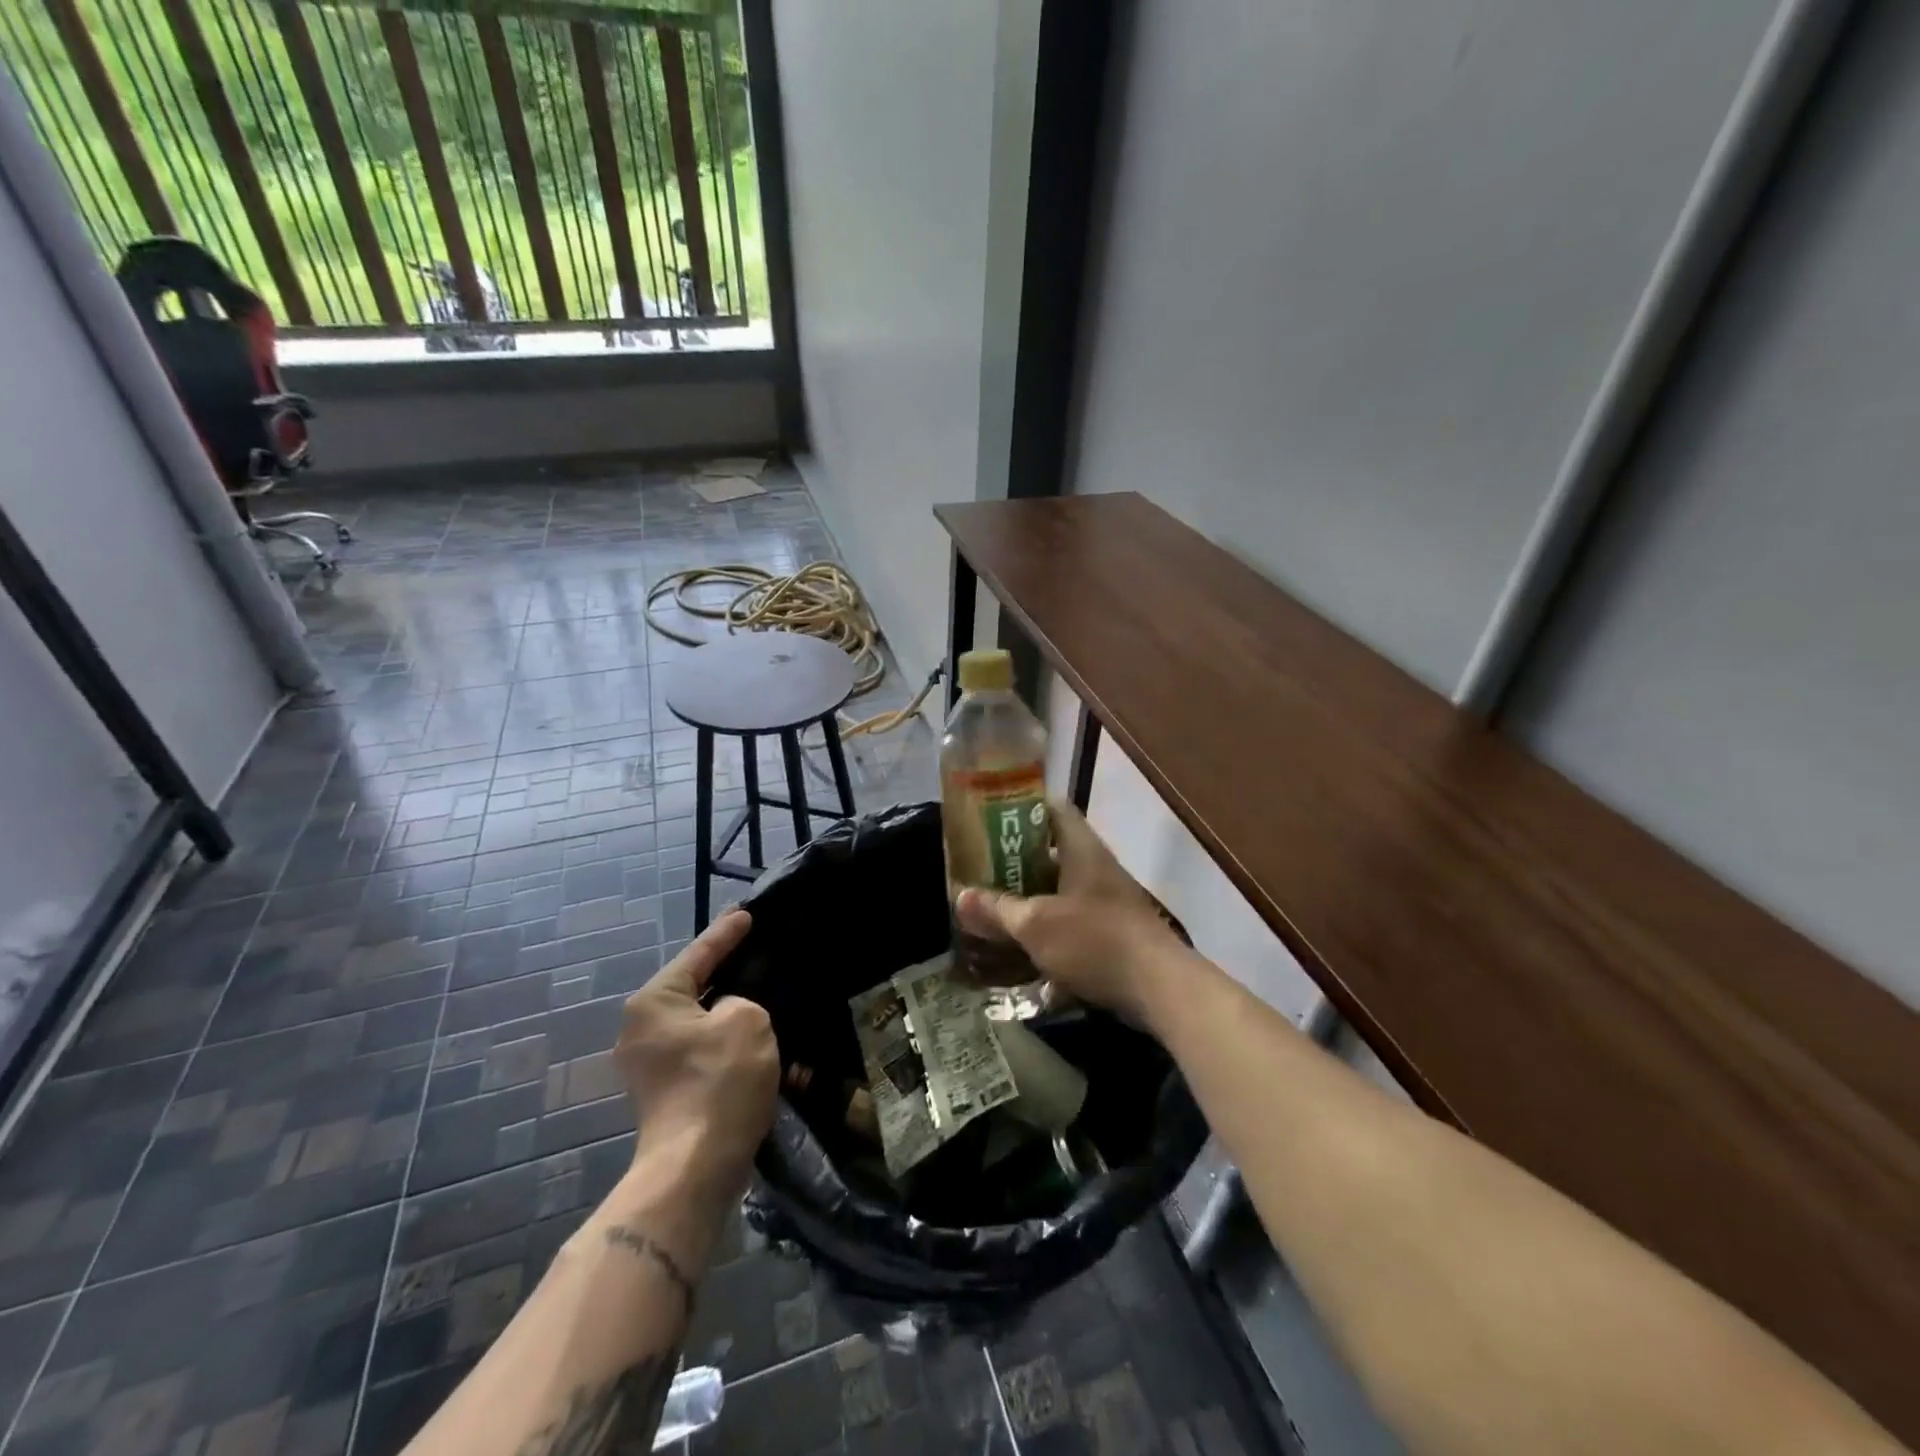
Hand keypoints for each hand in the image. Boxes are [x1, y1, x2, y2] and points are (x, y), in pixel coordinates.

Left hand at [616, 910, 777, 1193]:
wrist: (695, 1168)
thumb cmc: (719, 1081)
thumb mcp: (747, 1020)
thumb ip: (742, 1000)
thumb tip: (729, 1016)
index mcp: (654, 1002)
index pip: (698, 954)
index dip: (726, 933)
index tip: (747, 913)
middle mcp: (643, 1028)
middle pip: (695, 988)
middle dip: (730, 975)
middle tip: (759, 953)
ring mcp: (651, 1064)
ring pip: (702, 1023)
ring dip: (734, 1015)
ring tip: (766, 997)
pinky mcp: (667, 1092)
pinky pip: (703, 1051)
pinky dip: (729, 1044)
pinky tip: (758, 1042)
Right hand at [955, 802, 1186, 1022]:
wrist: (1159, 989)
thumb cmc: (1095, 941)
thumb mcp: (1036, 925)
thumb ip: (997, 910)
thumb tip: (959, 895)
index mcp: (1082, 849)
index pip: (1053, 809)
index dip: (1022, 809)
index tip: (989, 819)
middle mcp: (1096, 868)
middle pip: (1052, 852)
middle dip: (1015, 861)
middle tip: (979, 869)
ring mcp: (1107, 901)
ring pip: (1060, 890)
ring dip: (1029, 898)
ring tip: (992, 908)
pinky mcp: (1112, 934)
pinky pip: (1071, 921)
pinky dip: (1047, 928)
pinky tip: (1021, 947)